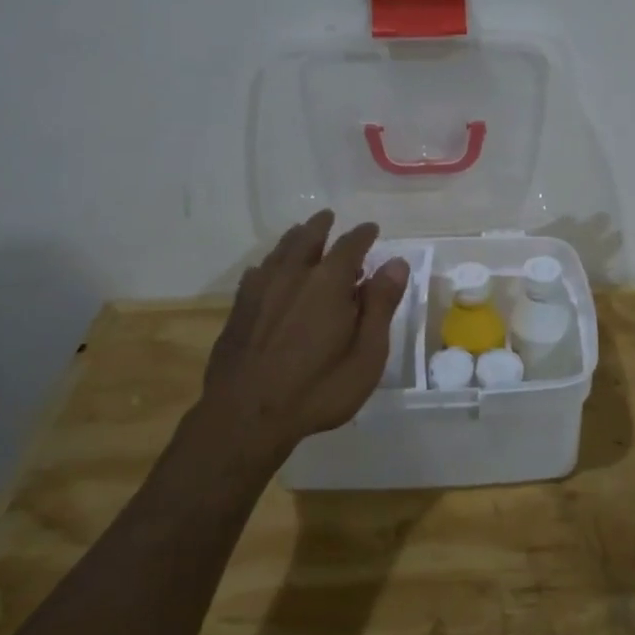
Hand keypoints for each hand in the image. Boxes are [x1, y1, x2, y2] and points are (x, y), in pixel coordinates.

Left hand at [198, 210, 409, 461]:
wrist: (246, 417)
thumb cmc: (318, 389)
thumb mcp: (366, 354)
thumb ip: (381, 305)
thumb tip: (395, 263)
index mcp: (329, 282)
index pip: (350, 245)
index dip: (363, 235)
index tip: (372, 229)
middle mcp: (293, 275)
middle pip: (308, 238)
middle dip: (321, 226)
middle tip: (329, 217)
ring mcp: (260, 290)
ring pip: (279, 251)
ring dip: (294, 239)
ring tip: (301, 233)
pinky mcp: (238, 309)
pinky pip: (256, 273)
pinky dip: (269, 264)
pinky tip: (267, 272)